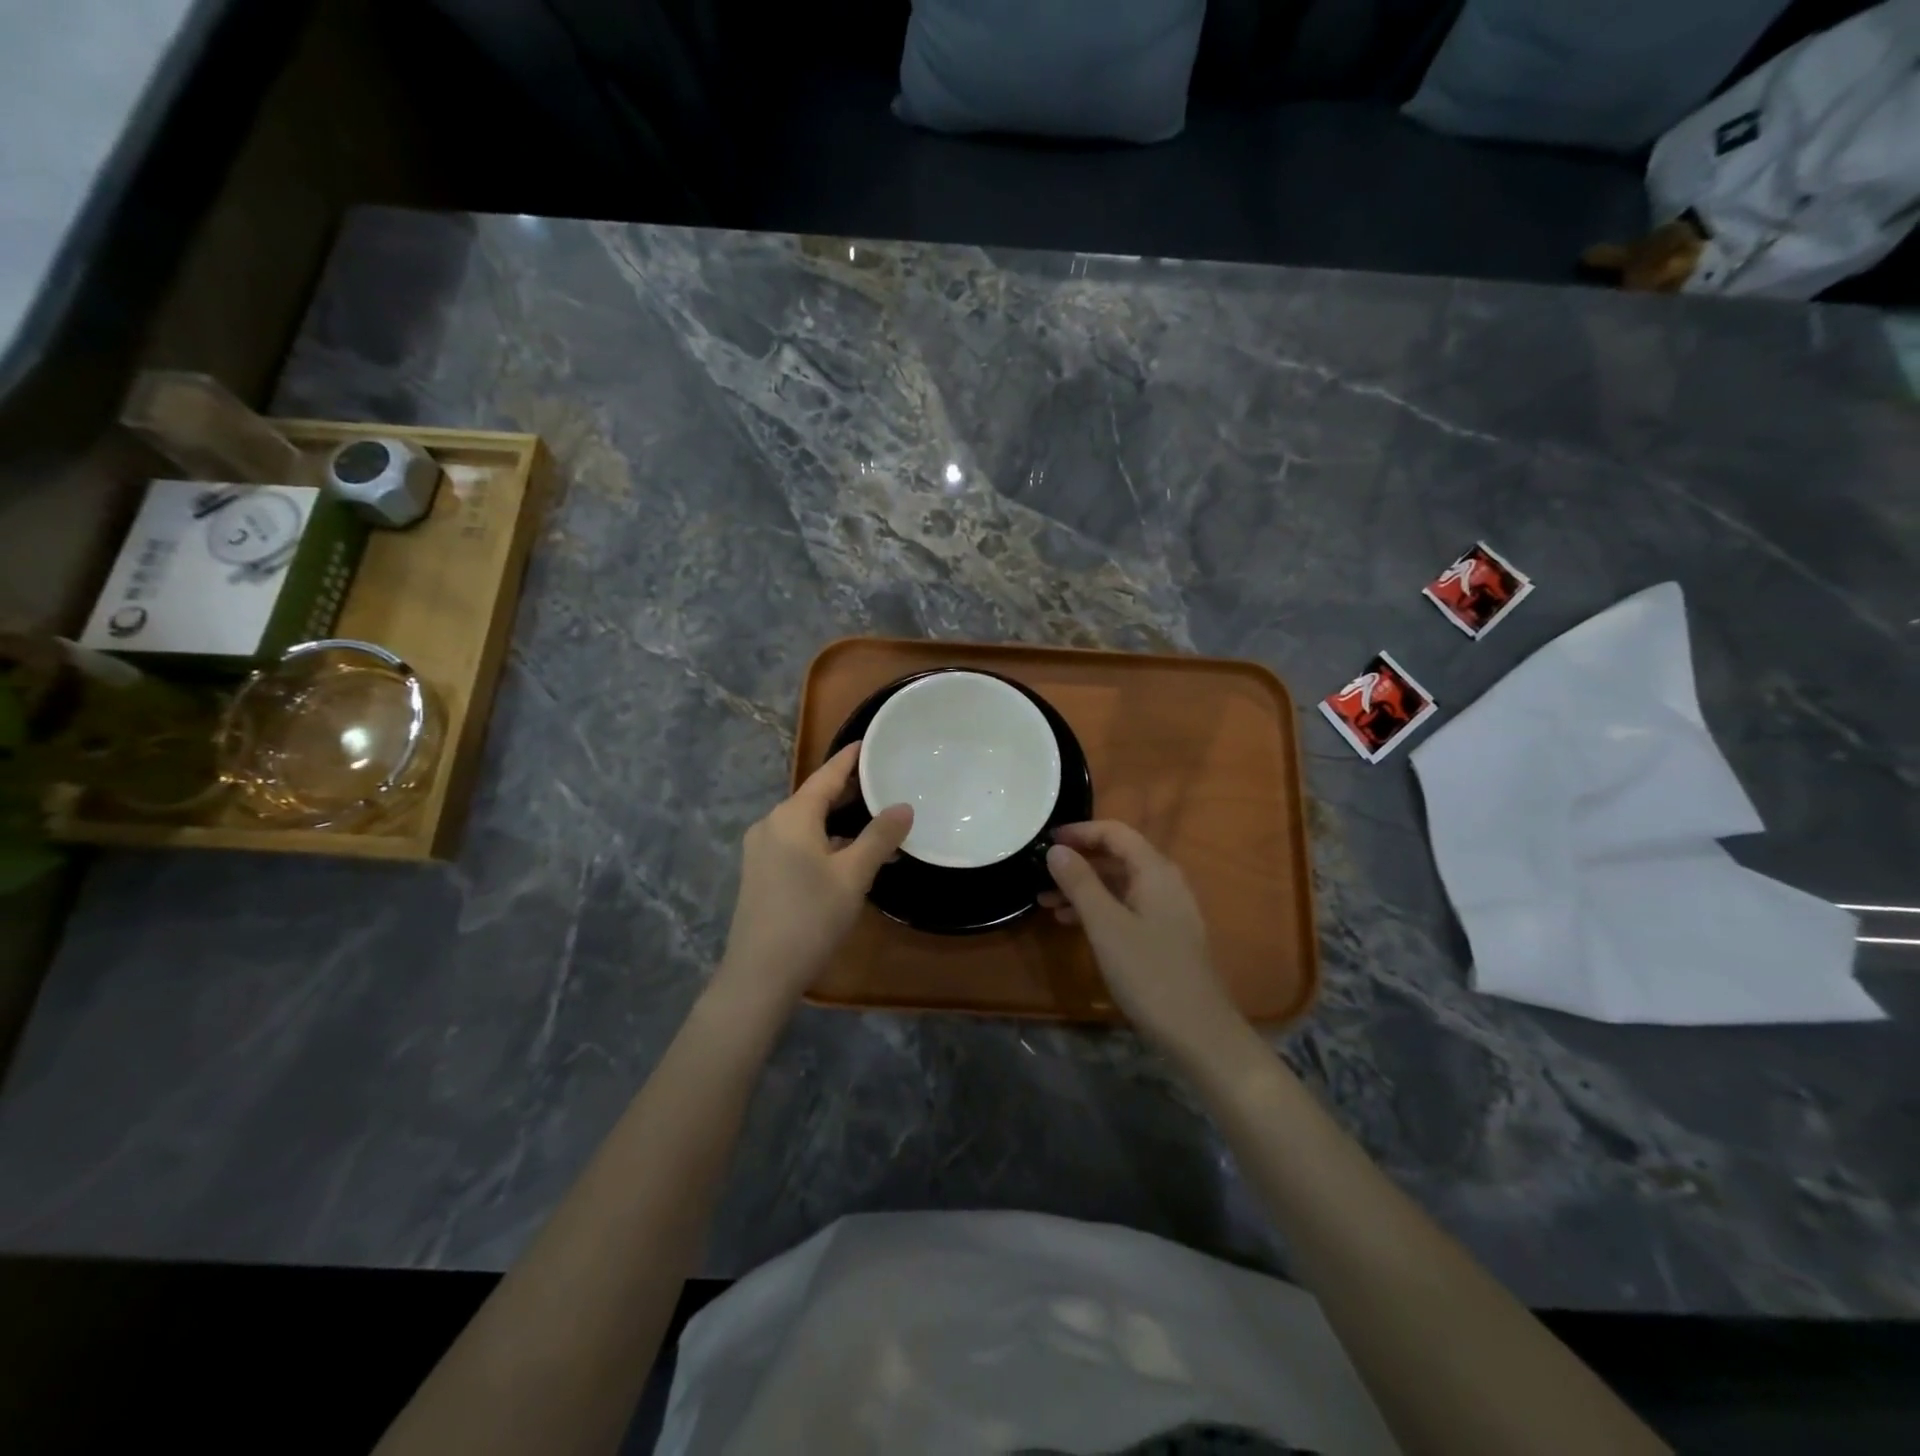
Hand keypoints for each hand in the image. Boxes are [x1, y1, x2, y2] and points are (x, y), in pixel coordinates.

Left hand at [713, 743, 911, 1014]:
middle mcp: (771, 824)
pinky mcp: (760, 873)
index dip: (850, 759)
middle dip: (849, 792)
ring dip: (839, 823)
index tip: (870, 742)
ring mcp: (761, 850)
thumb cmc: (810, 917)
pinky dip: (824, 842)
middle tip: (884, 782)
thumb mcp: (853, 876)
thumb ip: (880, 838)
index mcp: (791, 816)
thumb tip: (904, 807)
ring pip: (807, 824)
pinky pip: (797, 844)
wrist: (759, 974)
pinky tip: (848, 858)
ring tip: (876, 824)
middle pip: (814, 798)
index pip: (826, 776)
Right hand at [1041, 821, 1244, 1053]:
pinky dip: (1099, 908)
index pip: (1115, 832)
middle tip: (1040, 875)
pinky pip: (1126, 907)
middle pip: (1117, 856)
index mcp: (1155, 870)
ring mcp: (1167, 910)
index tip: (1046, 841)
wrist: (1198, 1032)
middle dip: (1078, 862)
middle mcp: (1165, 882)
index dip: (1080, 832)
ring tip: (1046, 903)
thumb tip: (1056, 850)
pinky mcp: (1165, 935)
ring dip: (1084, 888)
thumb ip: (1079, 883)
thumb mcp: (1105, 925)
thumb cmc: (1148, 972)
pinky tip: (1073, 924)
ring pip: (1119, 884)